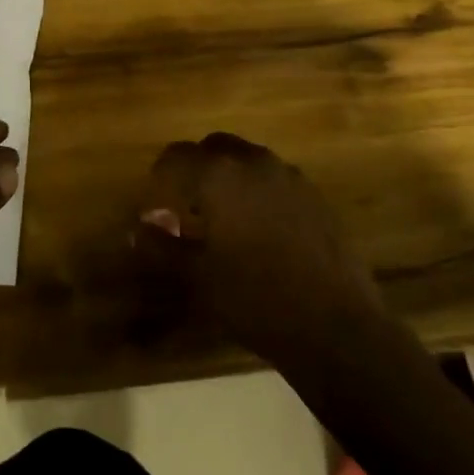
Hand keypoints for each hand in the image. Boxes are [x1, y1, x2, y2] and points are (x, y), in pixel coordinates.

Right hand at [136, 132, 385, 369]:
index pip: (176, 156)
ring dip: (228, 178)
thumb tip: (137, 229)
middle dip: (195, 170)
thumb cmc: (255, 299)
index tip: (156, 206)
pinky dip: (257, 191)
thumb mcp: (198, 277)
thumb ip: (162, 246)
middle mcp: (253, 162)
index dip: (160, 177)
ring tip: (224, 219)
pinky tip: (260, 230)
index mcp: (219, 175)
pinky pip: (274, 179)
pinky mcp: (315, 195)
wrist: (336, 327)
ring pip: (247, 160)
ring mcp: (290, 176)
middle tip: (187, 207)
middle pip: (213, 148)